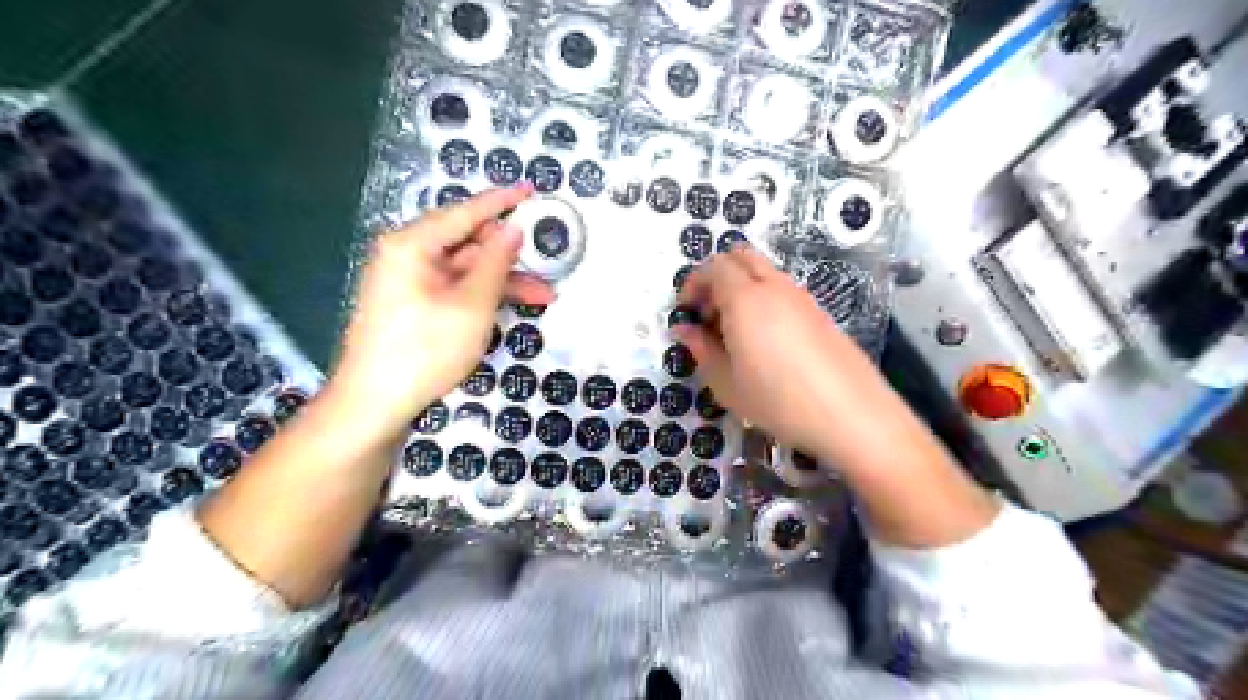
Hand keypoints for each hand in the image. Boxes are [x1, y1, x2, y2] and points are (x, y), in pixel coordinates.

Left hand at [331, 186, 549, 436]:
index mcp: (412, 244)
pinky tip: (511, 306)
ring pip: (465, 269)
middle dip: (509, 254)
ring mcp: (408, 282)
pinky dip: (482, 296)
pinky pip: (454, 288)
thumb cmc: (425, 350)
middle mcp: (406, 255)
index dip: (502, 202)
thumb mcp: (472, 305)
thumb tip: (513, 229)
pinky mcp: (412, 305)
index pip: (465, 212)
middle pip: (467, 242)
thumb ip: (495, 262)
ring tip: (544, 295)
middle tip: (547, 260)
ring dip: (502, 280)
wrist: (374, 404)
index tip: (533, 190)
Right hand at [678, 247, 891, 464]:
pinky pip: (782, 289)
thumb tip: (684, 330)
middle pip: (739, 256)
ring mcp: (801, 296)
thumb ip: (701, 350)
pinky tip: (765, 340)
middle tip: (708, 314)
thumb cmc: (779, 402)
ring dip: (741, 287)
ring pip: (763, 271)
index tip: (687, 313)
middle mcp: (774, 286)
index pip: (713, 267)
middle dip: (716, 276)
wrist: (853, 414)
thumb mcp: (727, 384)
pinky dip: (763, 298)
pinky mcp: (819, 311)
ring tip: (734, 332)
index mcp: (746, 299)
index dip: (693, 283)